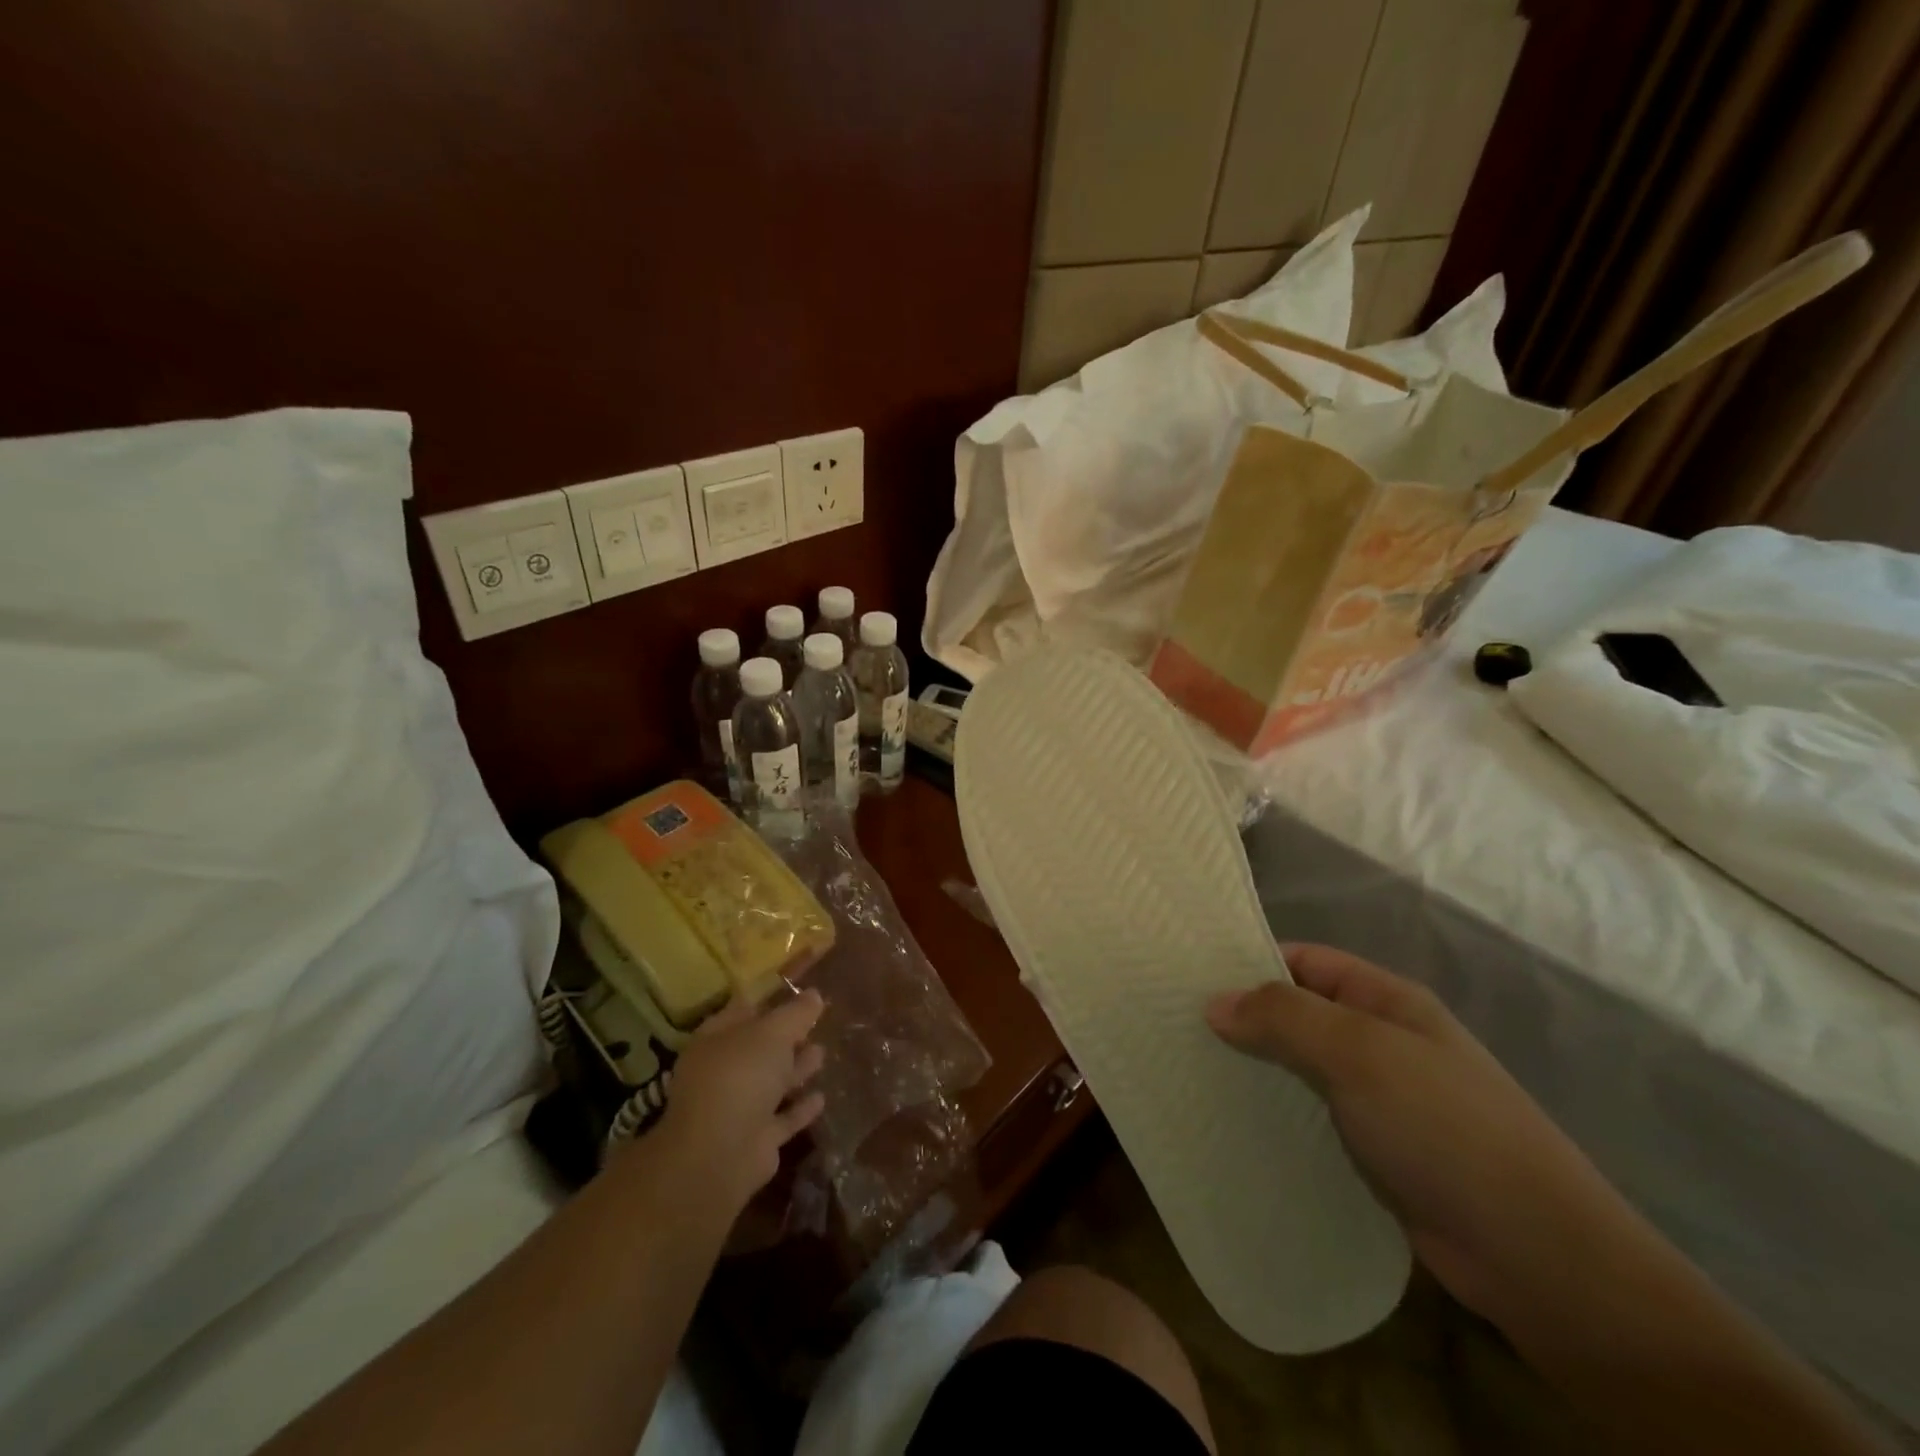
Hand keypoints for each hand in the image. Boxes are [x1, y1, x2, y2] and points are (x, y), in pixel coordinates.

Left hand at [652, 989, 827, 1213]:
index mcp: (716, 1039)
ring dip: (796, 1069)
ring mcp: (738, 1107)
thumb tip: (815, 994)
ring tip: (822, 1052)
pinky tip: (822, 1097)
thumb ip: (796, 1013)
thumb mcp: (773, 1033)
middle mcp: (724, 1071)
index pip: (743, 1010)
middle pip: (759, 1048)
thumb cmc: (741, 1077)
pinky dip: (800, 1108)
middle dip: (786, 1037)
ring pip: (772, 1082)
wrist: (720, 1156)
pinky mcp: (756, 1140)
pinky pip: (783, 1118)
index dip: (769, 999)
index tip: (798, 990)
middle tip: (816, 1022)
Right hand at [1206, 944, 1636, 1322]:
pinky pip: (1312, 1117)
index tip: (1189, 976)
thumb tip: (1214, 1001)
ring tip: (1190, 1072)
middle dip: (1244, 1017)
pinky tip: (1234, 1124)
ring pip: (1301, 1067)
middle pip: (1299, 1013)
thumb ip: (1284, 1017)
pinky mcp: (1376, 1152)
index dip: (1251, 960)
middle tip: (1177, 1025)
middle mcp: (1381, 1041)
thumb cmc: (1445, 1128)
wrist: (1538, 1257)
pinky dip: (1276, 1115)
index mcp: (1385, 1000)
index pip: (1304, 960)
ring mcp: (1380, 1099)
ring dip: (1255, 1069)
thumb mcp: (1360, 1053)